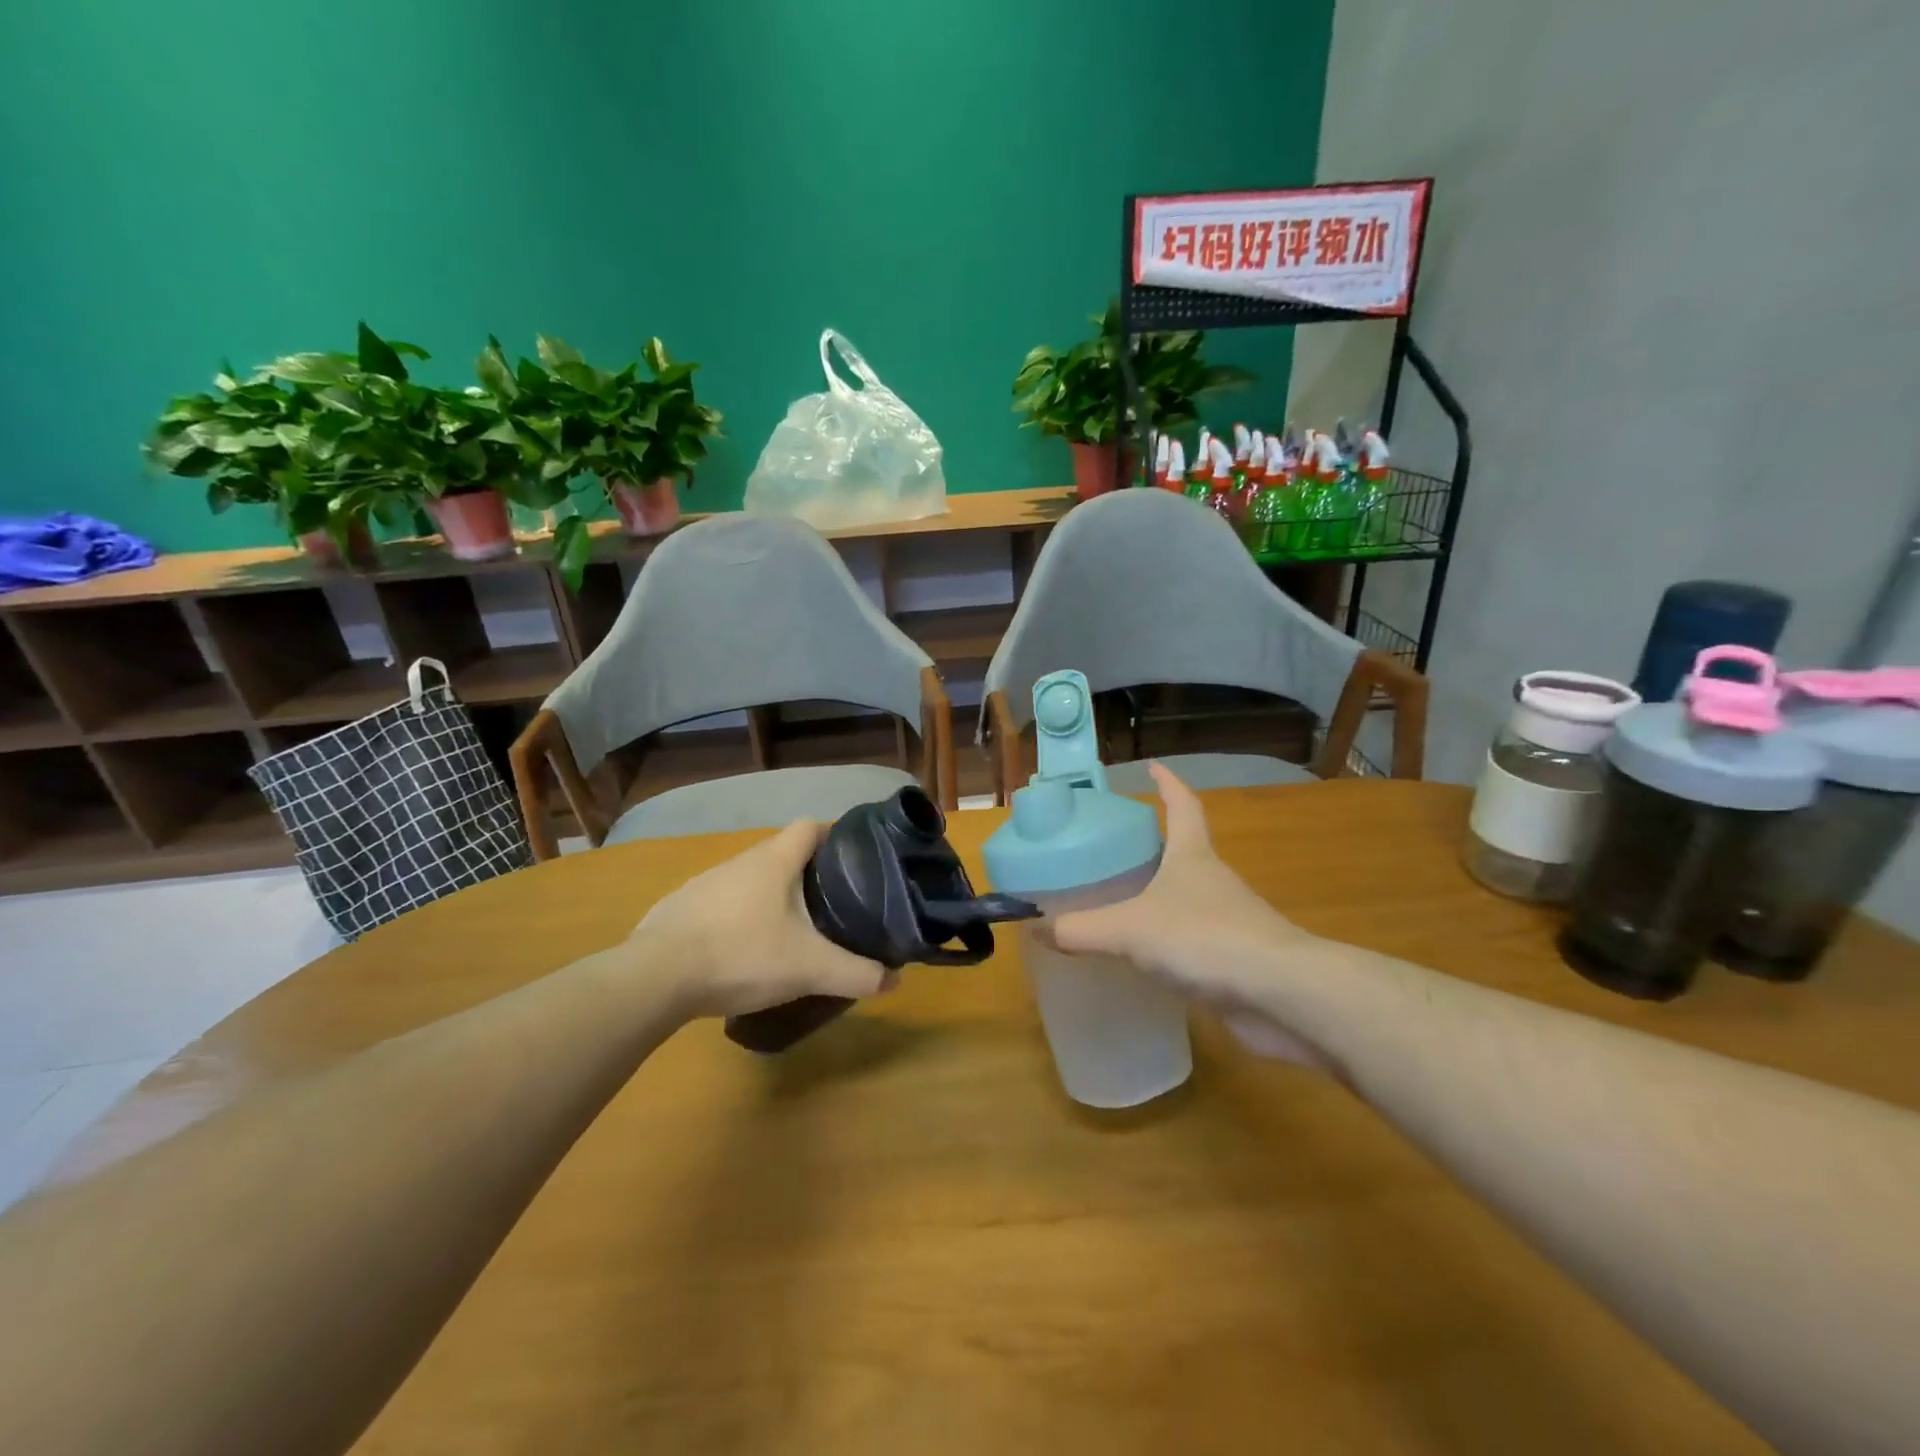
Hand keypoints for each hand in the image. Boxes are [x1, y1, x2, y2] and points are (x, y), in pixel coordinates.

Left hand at [635, 820, 892, 1018]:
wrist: (655, 978)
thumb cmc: (742, 954)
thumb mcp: (809, 968)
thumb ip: (856, 973)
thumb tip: (895, 980)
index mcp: (774, 860)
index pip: (810, 826)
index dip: (834, 837)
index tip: (854, 861)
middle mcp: (740, 862)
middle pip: (782, 853)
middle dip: (808, 873)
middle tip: (831, 904)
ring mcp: (705, 884)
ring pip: (751, 879)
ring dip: (772, 896)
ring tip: (791, 929)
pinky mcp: (680, 909)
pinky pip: (722, 904)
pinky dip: (739, 917)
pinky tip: (744, 950)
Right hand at [1051, 762, 1328, 1064]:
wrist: (1282, 994)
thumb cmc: (1205, 938)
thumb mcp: (1130, 929)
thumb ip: (1080, 929)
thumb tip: (1034, 928)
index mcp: (1192, 855)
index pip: (1182, 804)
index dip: (1168, 783)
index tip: (1151, 767)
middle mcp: (1212, 880)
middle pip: (1183, 850)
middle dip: (1152, 845)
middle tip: (1111, 847)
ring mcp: (1228, 920)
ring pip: (1186, 898)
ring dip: (1158, 896)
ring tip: (1116, 902)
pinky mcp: (1232, 959)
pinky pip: (1191, 940)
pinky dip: (1167, 941)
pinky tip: (1142, 958)